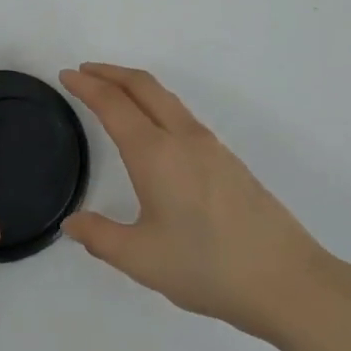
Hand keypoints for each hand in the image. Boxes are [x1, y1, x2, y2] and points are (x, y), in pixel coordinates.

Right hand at [60, 63, 343, 340]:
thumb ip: (101, 237)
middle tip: (84, 72)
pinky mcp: (227, 159)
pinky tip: (153, 129)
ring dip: (135, 86)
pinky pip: (181, 114)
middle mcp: (182, 137)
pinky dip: (155, 103)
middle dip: (111, 73)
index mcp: (155, 153)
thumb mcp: (143, 259)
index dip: (87, 86)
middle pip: (143, 86)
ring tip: (114, 93)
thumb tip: (72, 222)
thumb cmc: (207, 267)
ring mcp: (209, 145)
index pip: (113, 105)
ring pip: (165, 97)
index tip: (66, 75)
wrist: (284, 278)